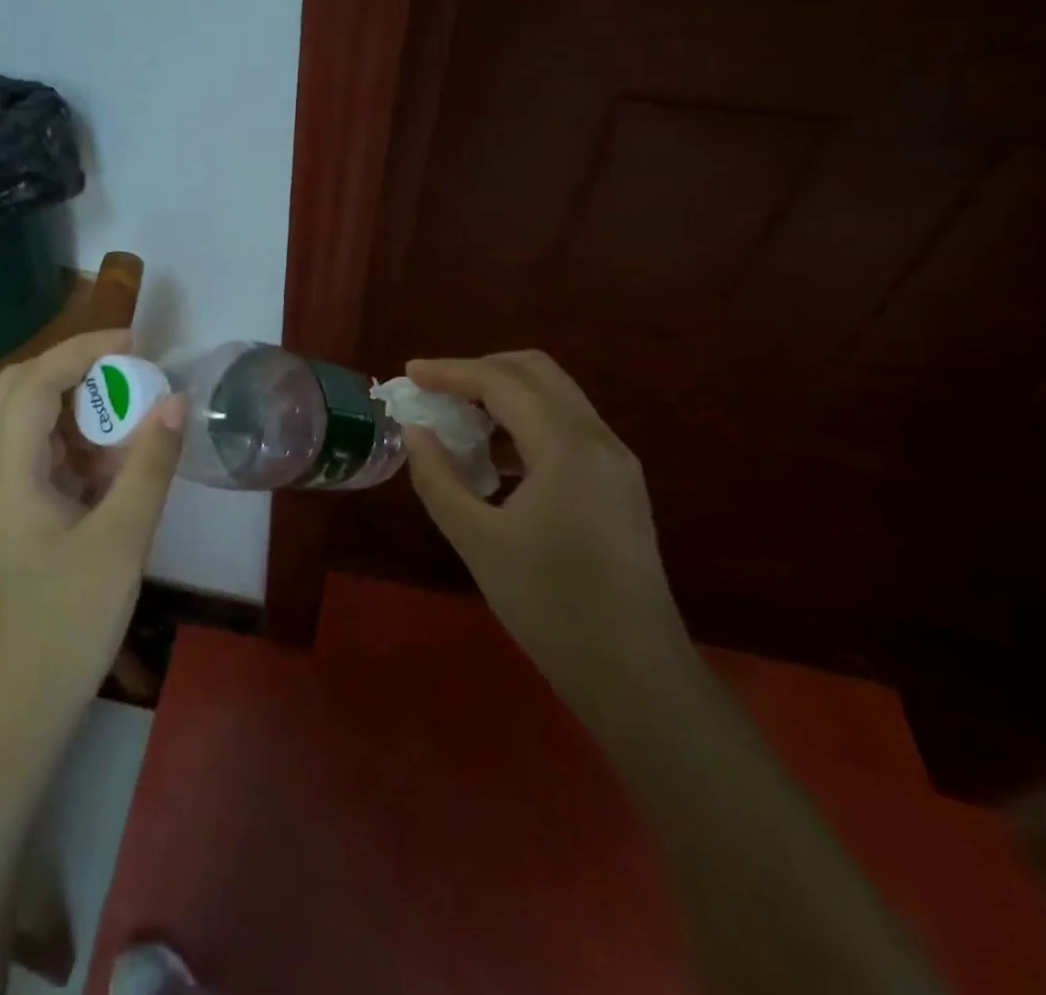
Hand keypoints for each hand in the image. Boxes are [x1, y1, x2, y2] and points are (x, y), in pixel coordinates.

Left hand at [0, 329, 184, 734]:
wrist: (13, 714)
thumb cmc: (65, 624)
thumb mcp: (121, 540)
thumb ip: (148, 465)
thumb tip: (174, 402)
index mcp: (3, 472)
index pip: (35, 382)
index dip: (84, 350)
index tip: (135, 341)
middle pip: (17, 392)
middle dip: (72, 369)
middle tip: (127, 369)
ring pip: (21, 425)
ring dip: (70, 407)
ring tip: (126, 413)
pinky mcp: (0, 522)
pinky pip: (30, 460)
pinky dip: (67, 445)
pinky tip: (107, 466)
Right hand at [404, 351, 690, 726]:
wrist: (635, 675)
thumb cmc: (550, 606)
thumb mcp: (477, 540)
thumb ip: (438, 477)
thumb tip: (415, 431)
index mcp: (566, 447)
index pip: (501, 382)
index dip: (450, 371)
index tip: (410, 374)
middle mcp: (598, 439)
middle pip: (536, 372)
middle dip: (480, 371)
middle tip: (436, 391)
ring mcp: (616, 461)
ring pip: (555, 396)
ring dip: (505, 395)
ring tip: (459, 421)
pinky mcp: (619, 484)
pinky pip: (567, 427)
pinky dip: (527, 422)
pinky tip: (496, 458)